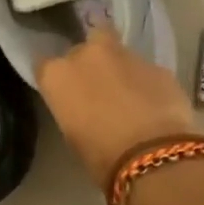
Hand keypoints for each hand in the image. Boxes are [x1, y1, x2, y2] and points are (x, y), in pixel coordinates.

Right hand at [35, 28, 197, 186]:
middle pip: (83, 48)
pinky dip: (145, 82)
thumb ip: (73, 108)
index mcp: (58, 75)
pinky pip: (145, 70)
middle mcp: (88, 54)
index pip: (45, 66)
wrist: (153, 154)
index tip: (64, 92)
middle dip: (89, 63)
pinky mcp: (157, 65)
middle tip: (98, 87)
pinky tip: (153, 103)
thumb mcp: (73, 135)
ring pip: (117, 52)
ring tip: (129, 95)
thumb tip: (84, 105)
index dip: (58, 79)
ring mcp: (125, 54)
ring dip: (119, 68)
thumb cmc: (101, 156)